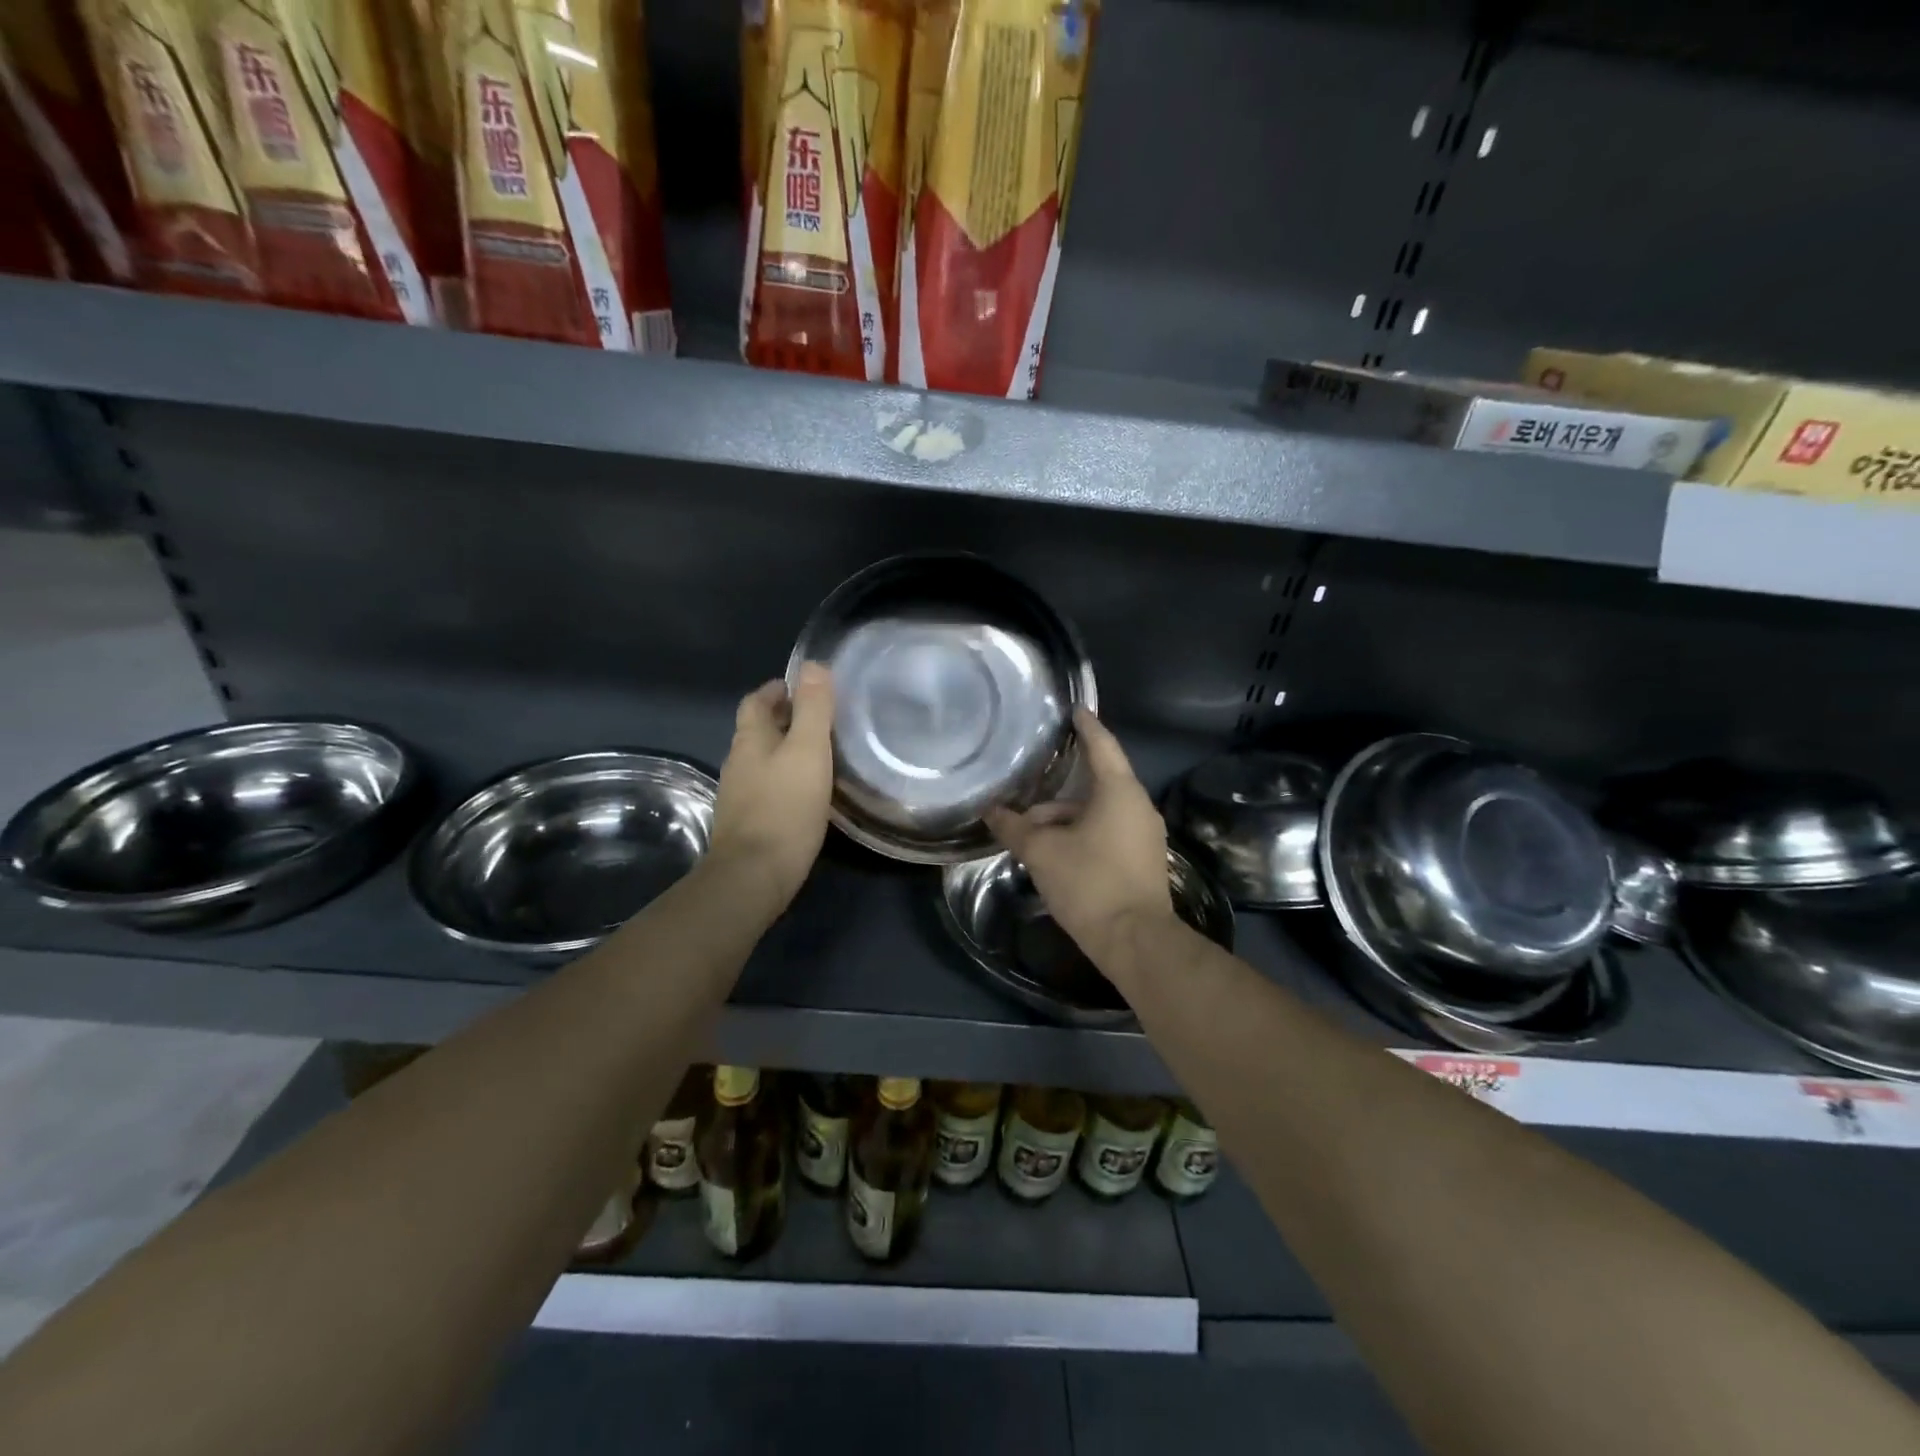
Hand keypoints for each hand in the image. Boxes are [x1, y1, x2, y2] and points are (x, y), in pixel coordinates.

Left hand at [709, 663, 834, 914]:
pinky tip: (805, 791)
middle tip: (817, 718)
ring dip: (783, 750)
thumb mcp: (808, 751)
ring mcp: (738, 795)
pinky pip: (765, 788)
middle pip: (757, 730)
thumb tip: (812, 665)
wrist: (754, 875)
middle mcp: (738, 763)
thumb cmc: (785, 807)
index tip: (800, 687)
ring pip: (761, 760)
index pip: (756, 702)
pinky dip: (783, 779)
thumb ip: (813, 709)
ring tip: (816, 752)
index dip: (776, 690)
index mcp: (750, 740)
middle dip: (782, 719)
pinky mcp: (746, 823)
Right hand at [986, 710, 1173, 962]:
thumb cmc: (1090, 883)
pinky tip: (1055, 853)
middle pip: (1096, 783)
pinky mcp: (1142, 860)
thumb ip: (1014, 827)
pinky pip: (1108, 832)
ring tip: (1030, 834)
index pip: (1102, 744)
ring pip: (1099, 812)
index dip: (1086, 725)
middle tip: (1028, 787)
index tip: (1075, 708)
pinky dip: (1081, 833)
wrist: (1136, 941)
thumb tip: (990, 811)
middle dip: (1059, 788)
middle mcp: (1138, 806)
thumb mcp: (1042, 852)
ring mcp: (1144, 835)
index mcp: (1119, 791)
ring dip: (1065, 818)